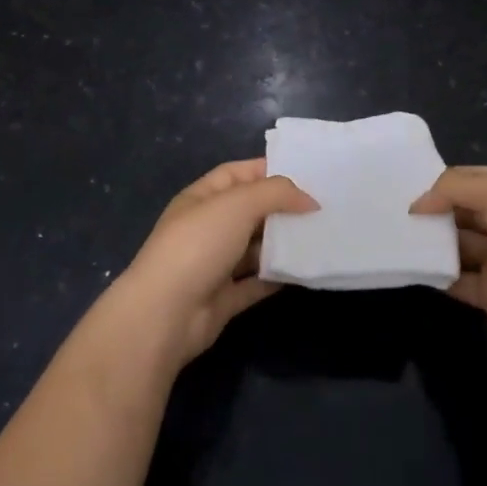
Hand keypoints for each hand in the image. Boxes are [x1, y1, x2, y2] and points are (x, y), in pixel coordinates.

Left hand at [115, 158, 316, 365]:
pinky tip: (304, 270)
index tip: (305, 174)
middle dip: (281, 208)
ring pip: (255, 247)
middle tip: (320, 207)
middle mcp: (207, 227)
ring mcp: (214, 264)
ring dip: (282, 242)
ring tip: (320, 236)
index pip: (237, 173)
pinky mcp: (224, 298)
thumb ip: (277, 193)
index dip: (268, 170)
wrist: (165, 315)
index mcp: (202, 198)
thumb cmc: (199, 244)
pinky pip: (257, 282)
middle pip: (249, 210)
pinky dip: (277, 275)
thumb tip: (310, 200)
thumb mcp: (239, 204)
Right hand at [412, 166, 486, 369]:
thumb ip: (454, 189)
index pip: (471, 179)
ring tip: (395, 238)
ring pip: (457, 245)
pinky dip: (436, 275)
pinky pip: (457, 281)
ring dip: (431, 242)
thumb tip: (418, 205)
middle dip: (433, 210)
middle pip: (461, 211)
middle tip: (393, 212)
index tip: (406, 186)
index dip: (442, 181)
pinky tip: (410, 268)